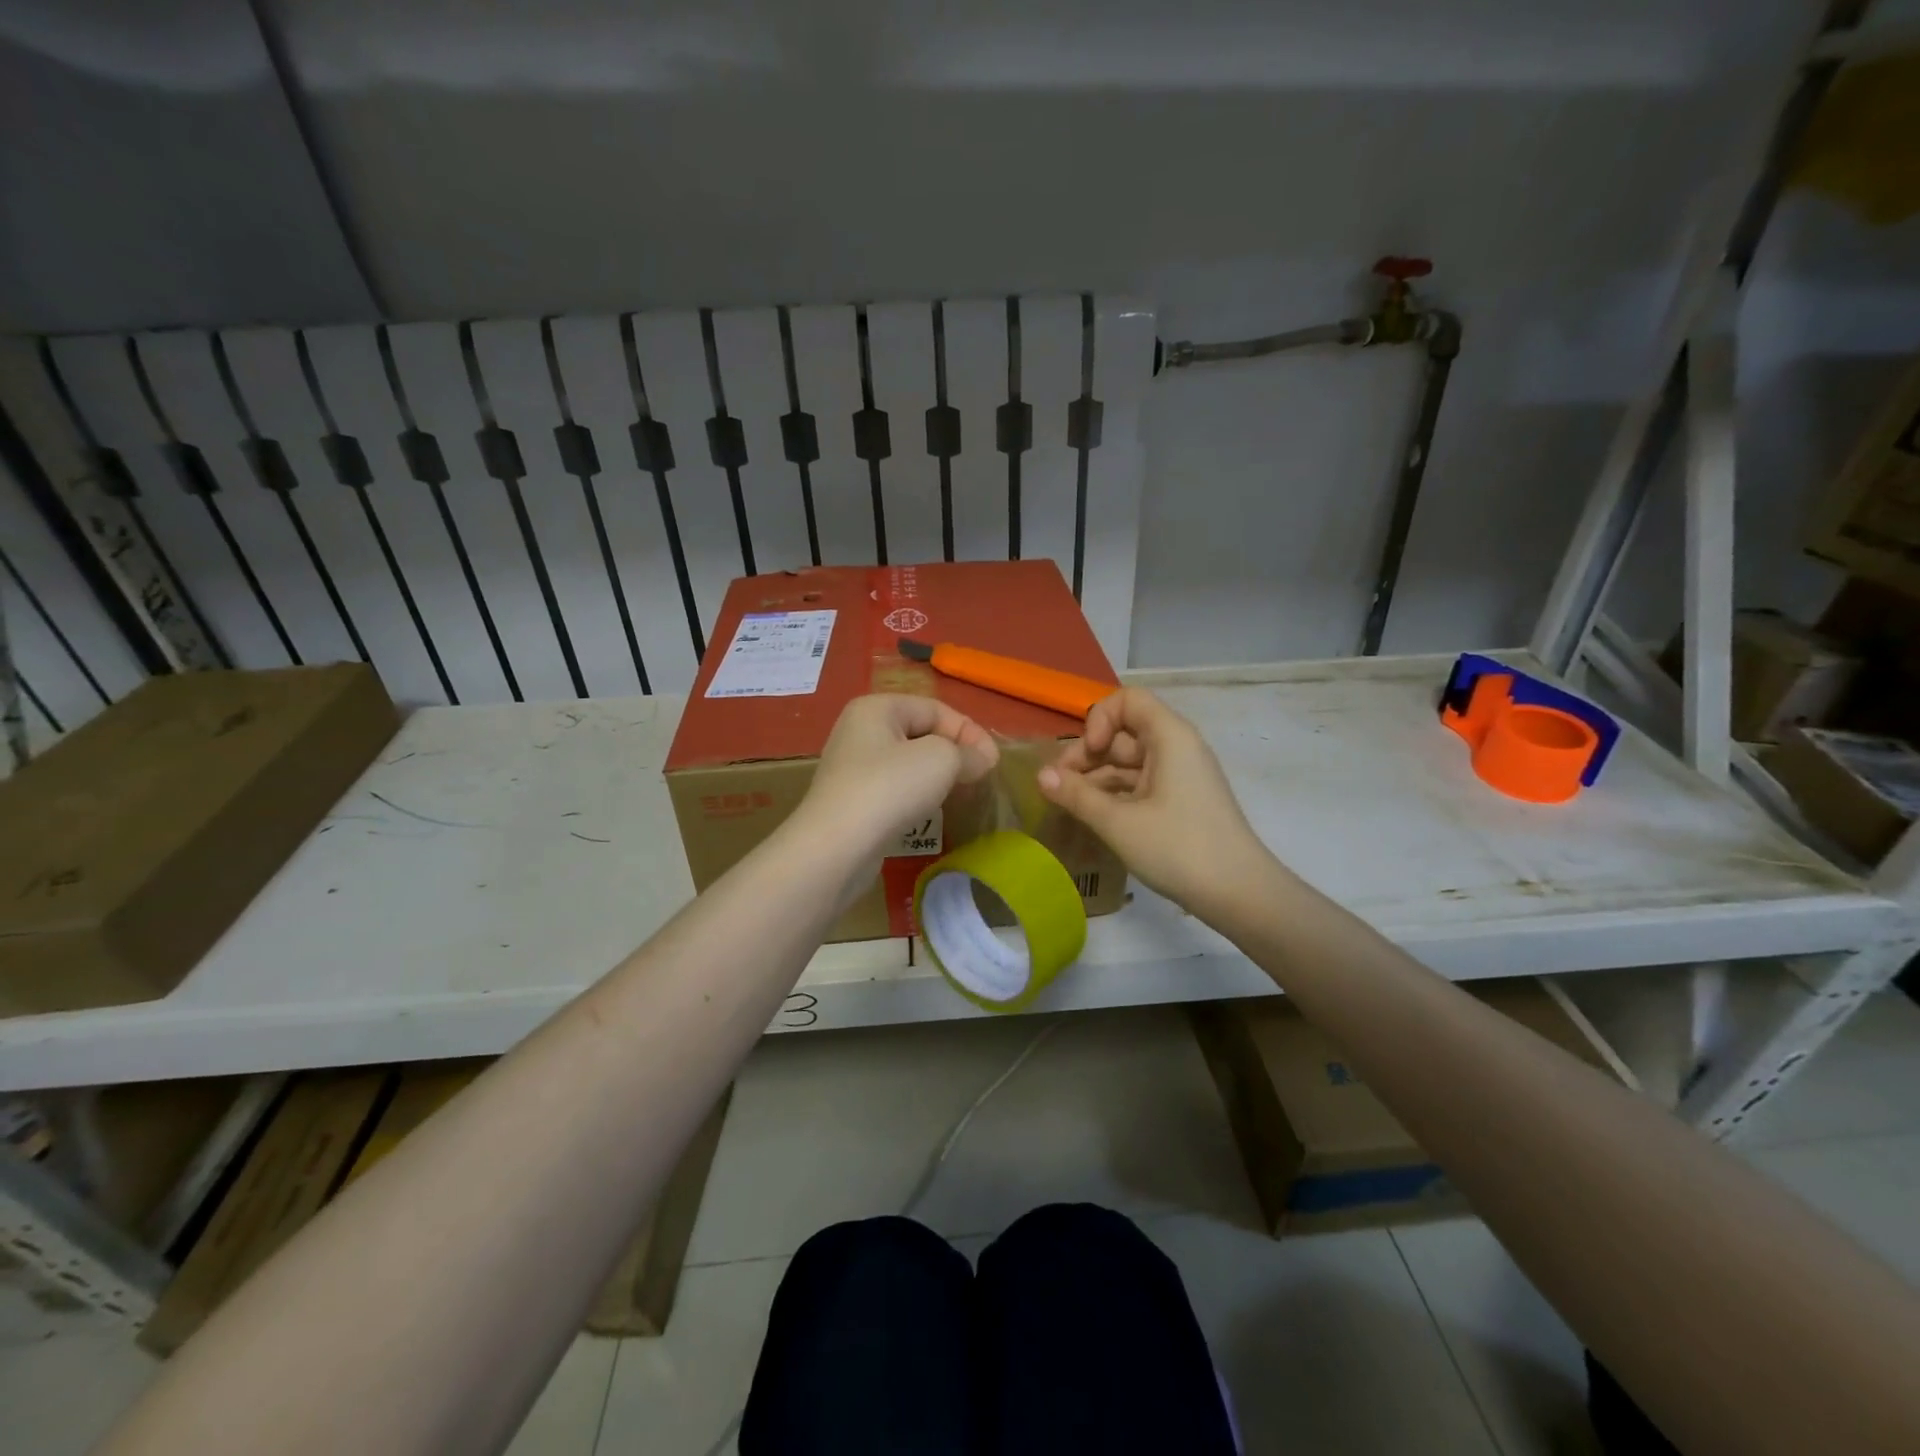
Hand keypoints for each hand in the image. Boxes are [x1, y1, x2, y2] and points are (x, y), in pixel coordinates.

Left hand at [799, 695, 998, 853]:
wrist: (836, 847)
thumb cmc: (890, 788)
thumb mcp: (941, 759)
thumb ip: (968, 753)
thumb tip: (983, 759)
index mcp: (877, 708)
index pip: (936, 709)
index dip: (969, 731)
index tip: (993, 762)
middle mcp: (860, 730)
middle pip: (922, 733)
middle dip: (954, 752)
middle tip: (981, 777)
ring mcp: (853, 767)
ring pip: (909, 763)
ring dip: (938, 775)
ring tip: (961, 793)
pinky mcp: (853, 800)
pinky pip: (895, 788)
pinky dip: (918, 794)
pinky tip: (930, 810)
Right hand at [1038, 687, 1269, 917]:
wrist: (1240, 894)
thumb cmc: (1179, 848)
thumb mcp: (1119, 822)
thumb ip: (1077, 795)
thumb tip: (1040, 775)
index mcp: (1170, 737)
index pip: (1128, 700)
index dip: (1100, 719)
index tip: (1089, 754)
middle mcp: (1176, 748)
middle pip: (1123, 733)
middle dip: (1088, 755)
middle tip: (1059, 787)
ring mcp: (1180, 776)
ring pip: (1128, 762)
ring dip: (1097, 778)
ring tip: (1068, 805)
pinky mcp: (1180, 802)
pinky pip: (1140, 784)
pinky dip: (1114, 795)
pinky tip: (1092, 816)